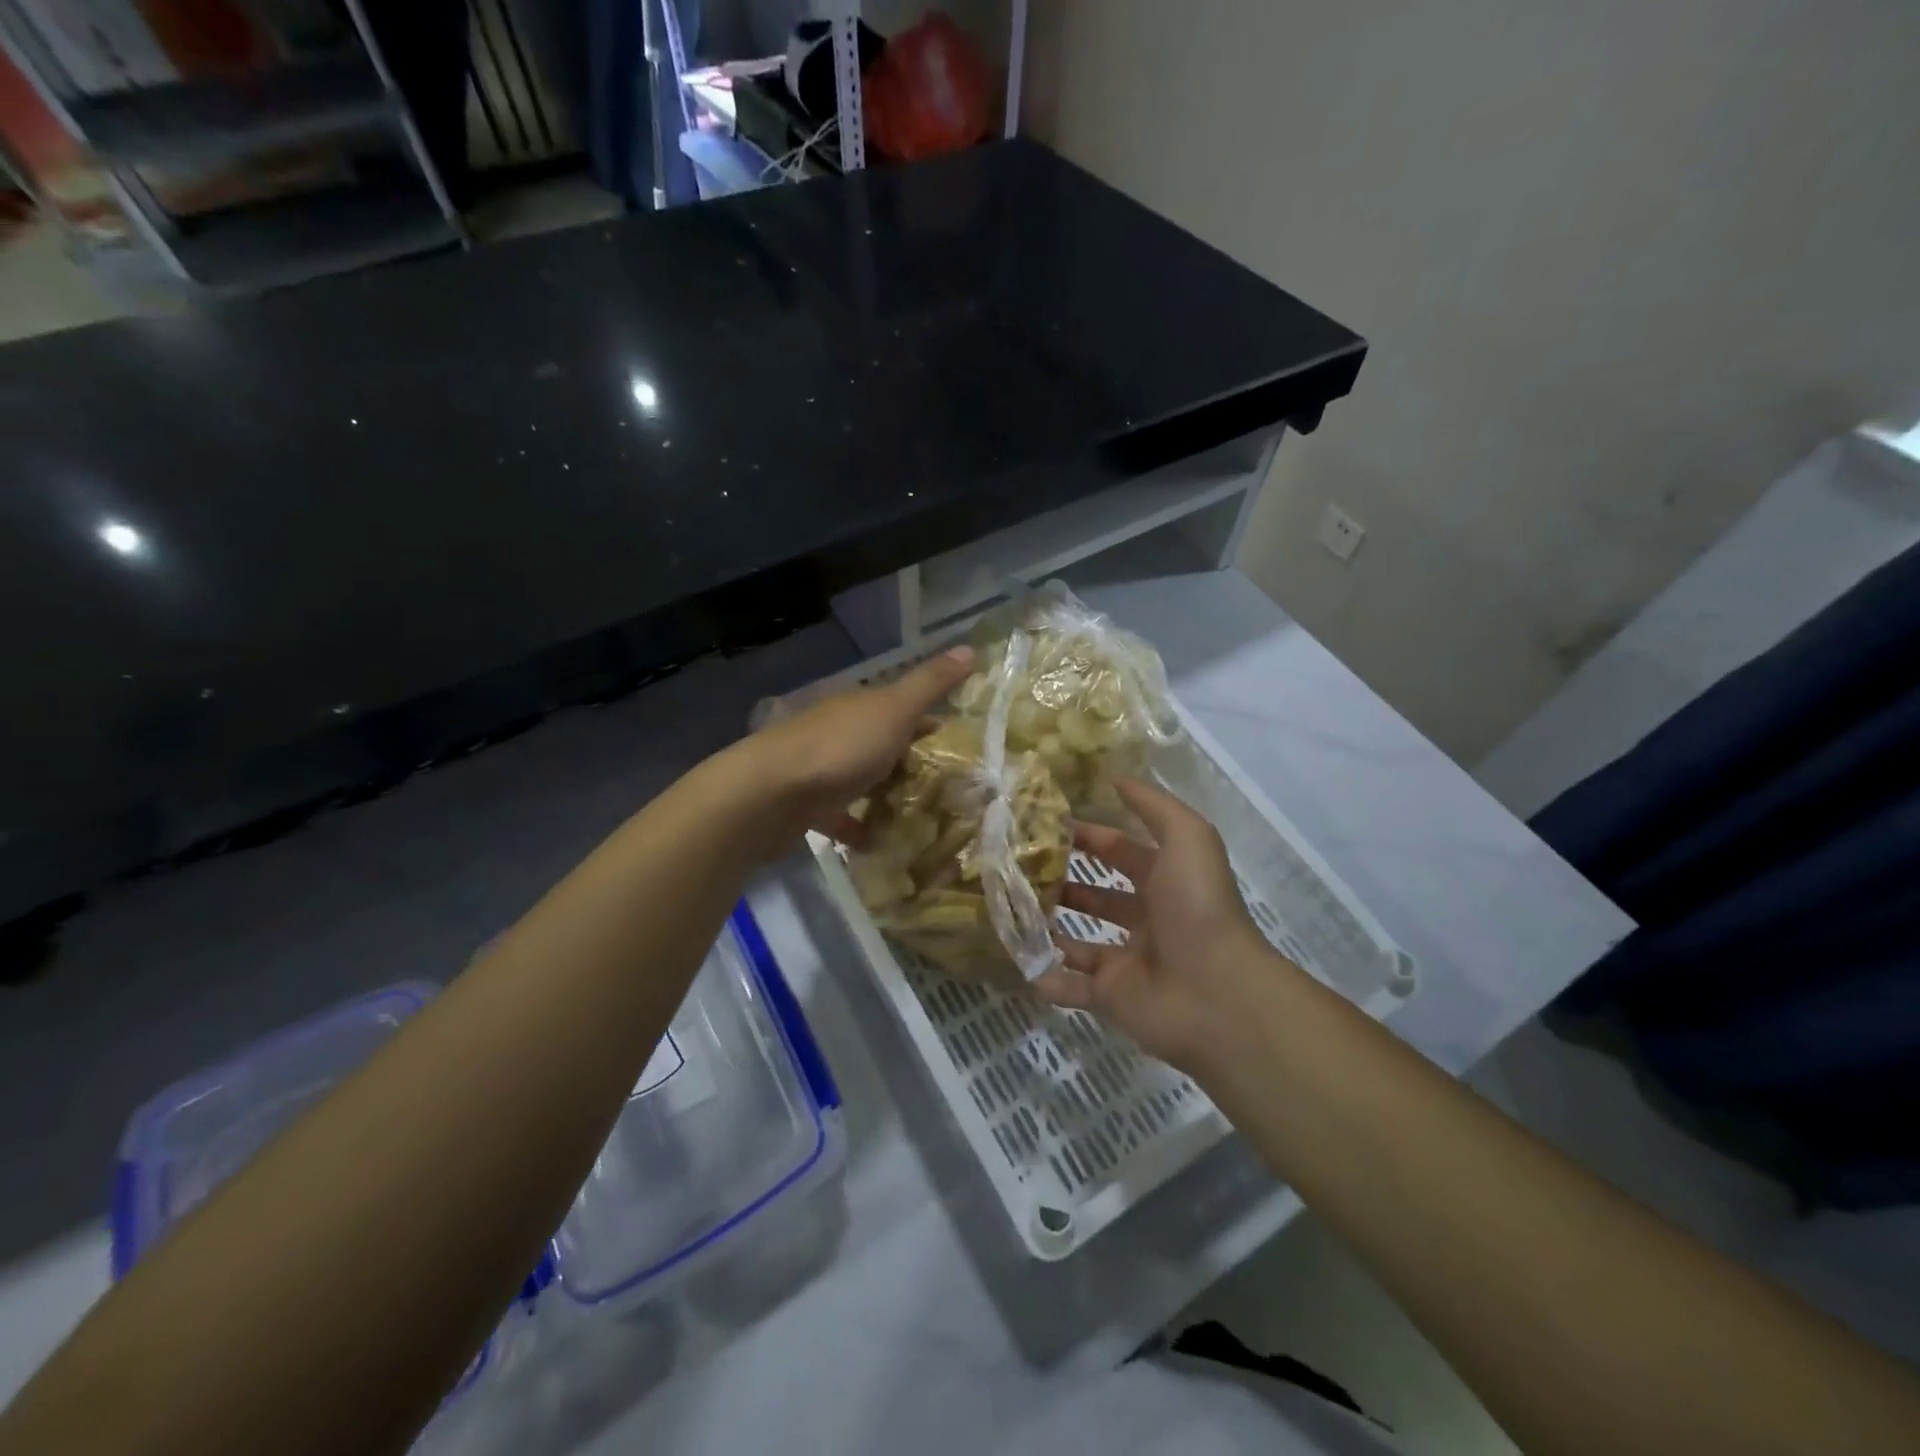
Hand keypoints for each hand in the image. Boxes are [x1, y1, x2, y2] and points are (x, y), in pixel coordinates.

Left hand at [732, 647, 975, 849]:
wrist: (770, 793)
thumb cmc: (840, 747)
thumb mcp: (894, 710)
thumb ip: (930, 684)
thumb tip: (971, 648)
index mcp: (859, 706)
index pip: (900, 706)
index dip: (929, 720)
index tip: (957, 742)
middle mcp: (838, 731)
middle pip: (880, 742)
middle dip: (909, 759)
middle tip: (947, 785)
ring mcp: (819, 767)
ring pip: (860, 777)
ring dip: (883, 792)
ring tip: (920, 816)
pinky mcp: (806, 805)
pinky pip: (839, 815)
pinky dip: (857, 826)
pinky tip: (878, 843)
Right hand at [1035, 777, 1300, 1071]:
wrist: (1216, 991)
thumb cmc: (1198, 906)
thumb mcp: (1187, 836)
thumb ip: (1151, 805)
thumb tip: (1113, 777)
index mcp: (1165, 880)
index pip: (1120, 850)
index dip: (1088, 835)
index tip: (1045, 824)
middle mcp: (1146, 918)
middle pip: (1097, 895)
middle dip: (1063, 880)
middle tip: (1019, 866)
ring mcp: (1128, 960)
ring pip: (1079, 941)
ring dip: (1049, 926)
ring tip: (1010, 908)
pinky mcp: (1112, 996)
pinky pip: (1073, 988)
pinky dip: (1048, 978)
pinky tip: (1020, 962)